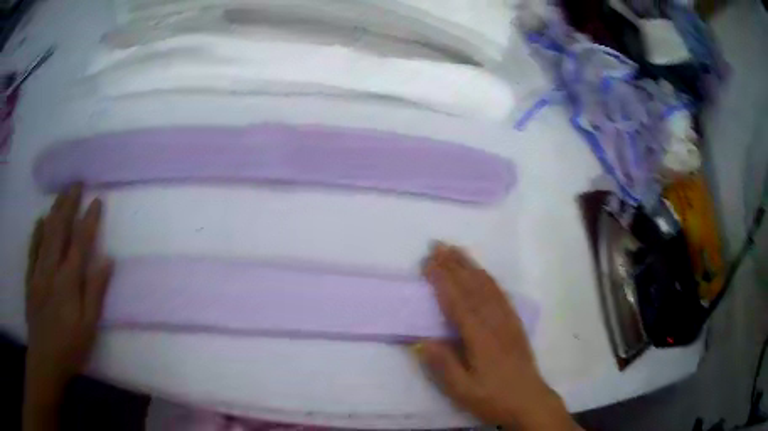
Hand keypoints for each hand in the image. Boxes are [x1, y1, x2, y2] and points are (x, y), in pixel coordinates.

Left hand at [25, 184, 111, 388]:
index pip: (80, 242)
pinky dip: (37, 231)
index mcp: (68, 281)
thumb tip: (107, 260)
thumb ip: (95, 292)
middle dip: (69, 204)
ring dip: (54, 210)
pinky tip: (40, 220)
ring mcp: (38, 271)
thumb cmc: (70, 347)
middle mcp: (51, 269)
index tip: (97, 201)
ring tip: (62, 193)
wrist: (45, 359)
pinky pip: (33, 248)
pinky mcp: (30, 277)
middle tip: (77, 183)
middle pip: (60, 229)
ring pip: (45, 233)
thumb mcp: (89, 327)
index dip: (89, 220)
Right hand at [417, 243, 578, 429]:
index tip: (427, 262)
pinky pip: (501, 294)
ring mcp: (507, 320)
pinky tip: (482, 273)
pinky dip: (488, 278)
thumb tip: (421, 340)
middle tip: (437, 245)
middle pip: (473, 287)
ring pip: (488, 286)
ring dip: (471, 266)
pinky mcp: (515, 323)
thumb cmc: (493, 398)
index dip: (442, 280)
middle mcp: (494, 322)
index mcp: (480, 338)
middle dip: (454, 264)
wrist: (529, 400)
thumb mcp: (463, 391)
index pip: (458, 302)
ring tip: (456, 250)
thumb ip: (443, 365)